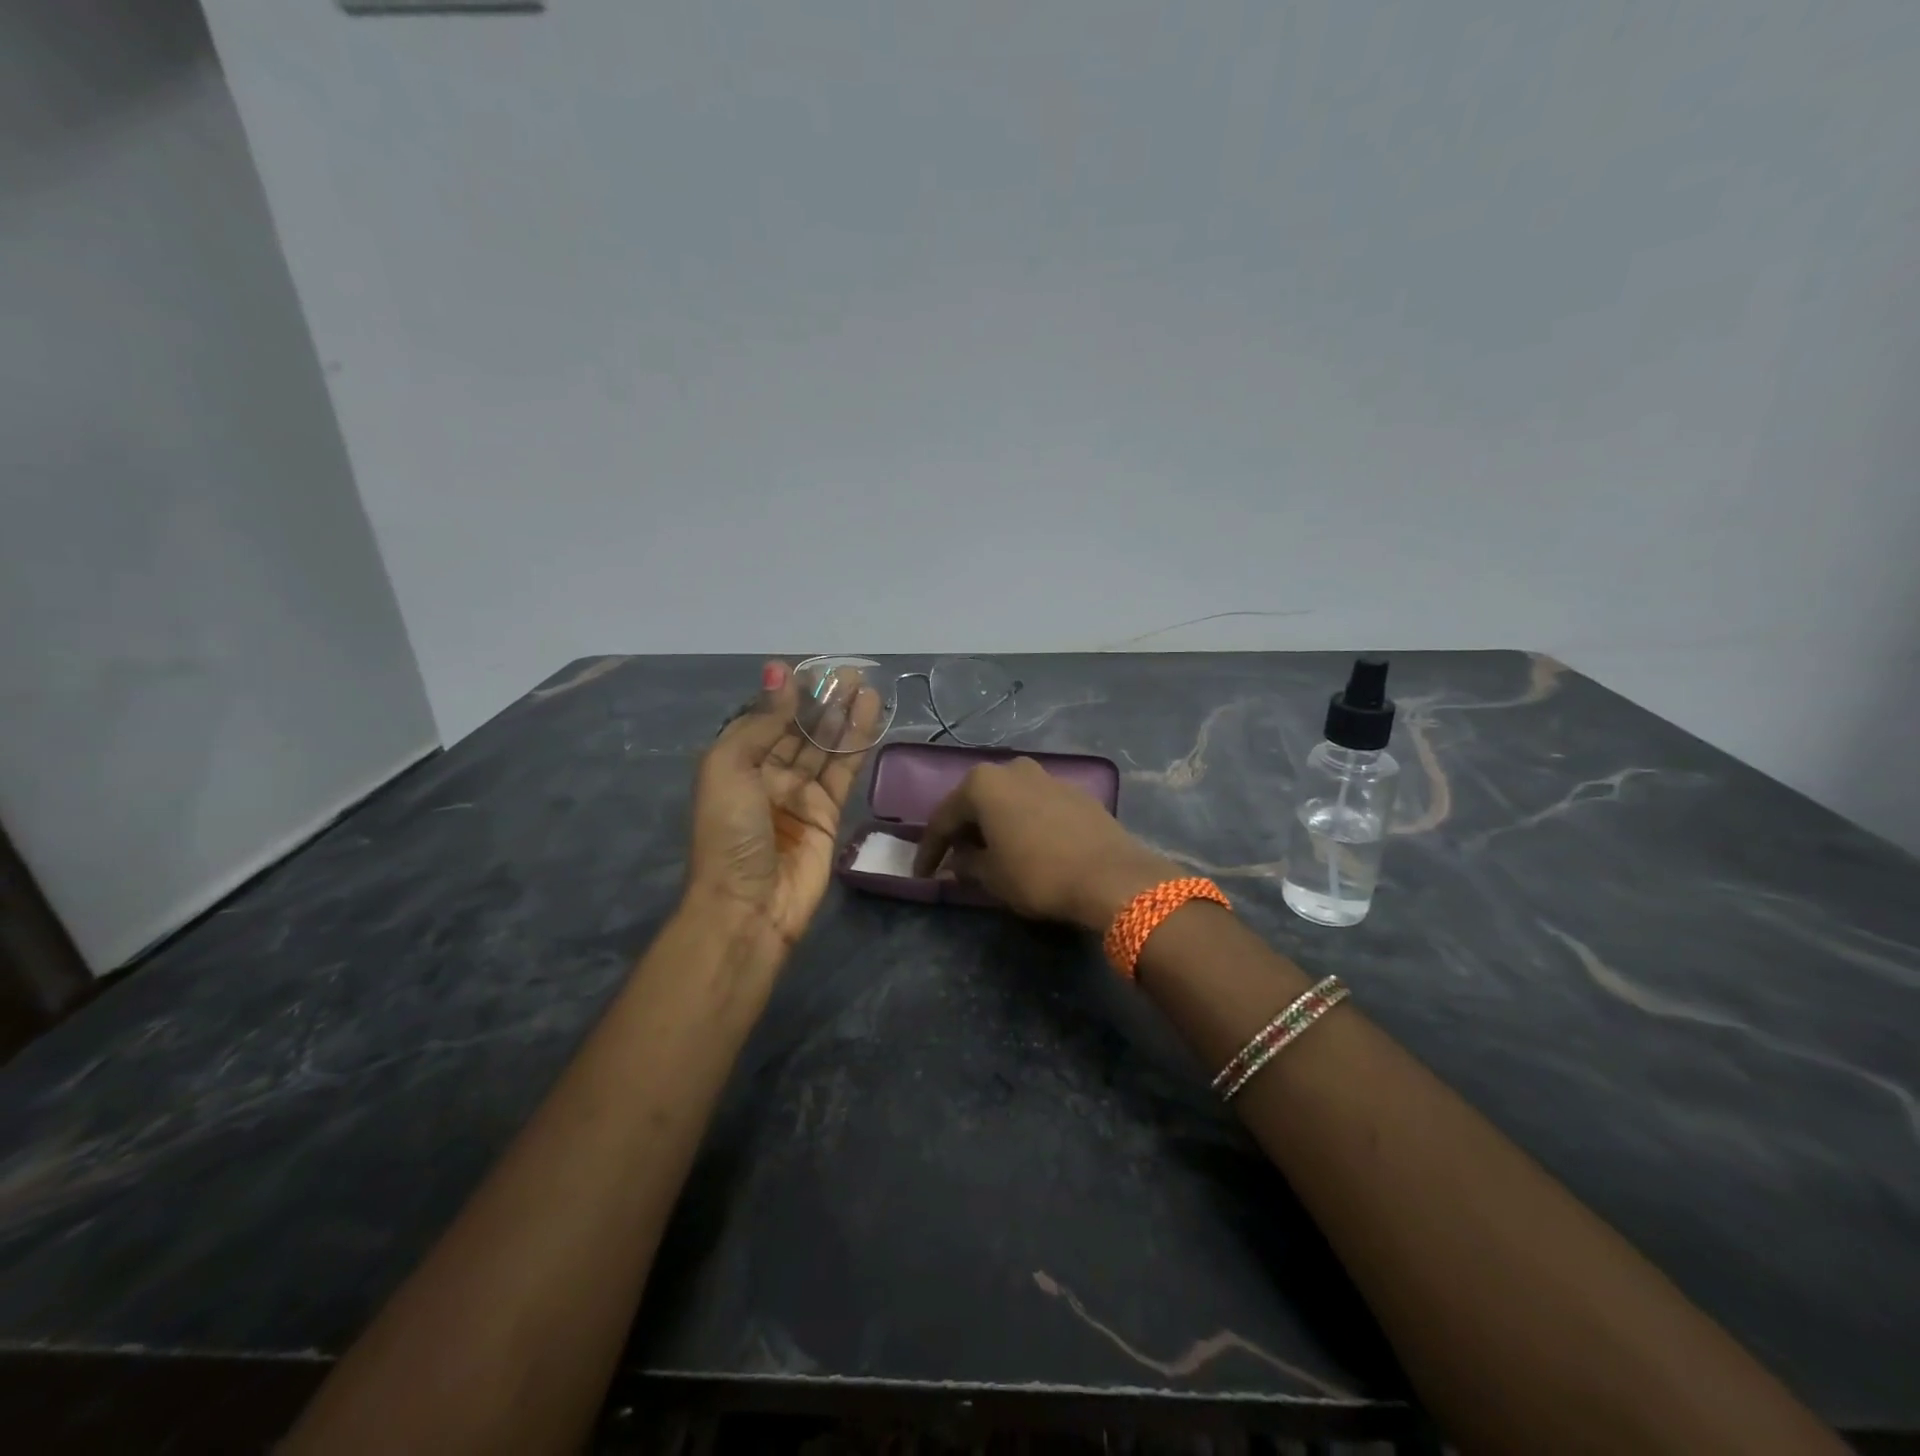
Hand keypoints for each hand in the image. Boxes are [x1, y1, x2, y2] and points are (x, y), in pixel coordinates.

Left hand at [687, 661, 880, 958]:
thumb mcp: (729, 767)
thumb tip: (778, 674)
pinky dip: (857, 742)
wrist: (749, 905)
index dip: (787, 694)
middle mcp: (768, 775)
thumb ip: (761, 723)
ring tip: (864, 684)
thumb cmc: (729, 832)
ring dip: (843, 715)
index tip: (810, 668)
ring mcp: (800, 794)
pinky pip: (845, 770)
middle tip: (848, 672)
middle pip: (799, 729)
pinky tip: (870, 714)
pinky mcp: (829, 812)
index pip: (765, 719)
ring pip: (825, 745)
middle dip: (821, 700)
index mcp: (736, 763)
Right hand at [912, 757, 1180, 930]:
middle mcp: (1014, 769)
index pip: (944, 817)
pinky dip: (1023, 823)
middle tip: (954, 858)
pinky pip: (1035, 806)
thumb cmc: (1038, 874)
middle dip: (964, 830)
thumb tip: (958, 859)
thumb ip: (966, 863)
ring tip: (990, 853)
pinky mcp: (1075, 793)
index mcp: (984, 783)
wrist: (1111, 876)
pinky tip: (1026, 846)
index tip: (922, 874)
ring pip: (1008, 800)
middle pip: (977, 801)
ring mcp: (1048, 777)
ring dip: (995, 824)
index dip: (930, 849)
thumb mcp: (991, 876)